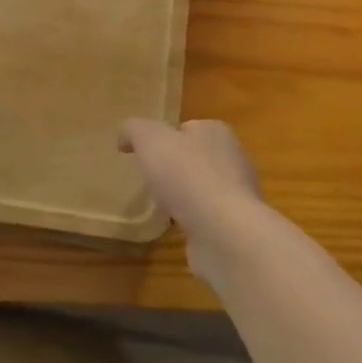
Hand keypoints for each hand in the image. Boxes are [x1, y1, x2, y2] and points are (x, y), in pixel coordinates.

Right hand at [119, 119, 265, 280]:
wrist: (225, 234)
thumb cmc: (188, 176)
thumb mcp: (150, 140)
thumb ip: (134, 130)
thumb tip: (124, 137)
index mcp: (216, 132)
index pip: (188, 128)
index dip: (167, 138)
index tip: (147, 153)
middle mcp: (233, 159)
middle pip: (196, 158)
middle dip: (176, 169)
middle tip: (152, 180)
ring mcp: (237, 196)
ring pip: (203, 190)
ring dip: (185, 198)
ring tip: (162, 207)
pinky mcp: (236, 228)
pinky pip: (208, 219)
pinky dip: (194, 224)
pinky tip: (178, 231)